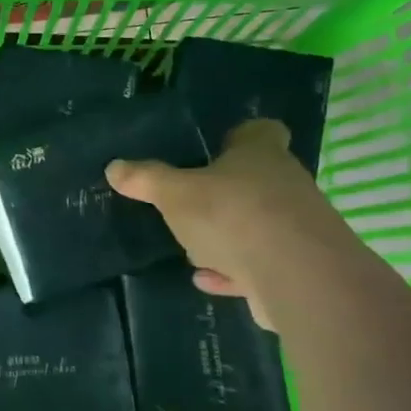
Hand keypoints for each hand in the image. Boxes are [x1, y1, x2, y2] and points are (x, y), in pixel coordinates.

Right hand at [106, 119, 331, 328]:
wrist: (297, 278)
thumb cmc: (233, 216)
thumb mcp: (175, 194)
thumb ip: (146, 180)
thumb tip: (114, 167)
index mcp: (260, 155)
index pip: (261, 131)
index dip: (241, 135)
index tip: (219, 145)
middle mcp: (285, 185)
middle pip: (256, 180)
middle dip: (224, 192)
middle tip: (188, 201)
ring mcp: (295, 228)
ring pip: (257, 224)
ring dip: (228, 236)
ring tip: (192, 247)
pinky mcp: (296, 269)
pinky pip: (258, 264)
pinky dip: (233, 271)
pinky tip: (206, 279)